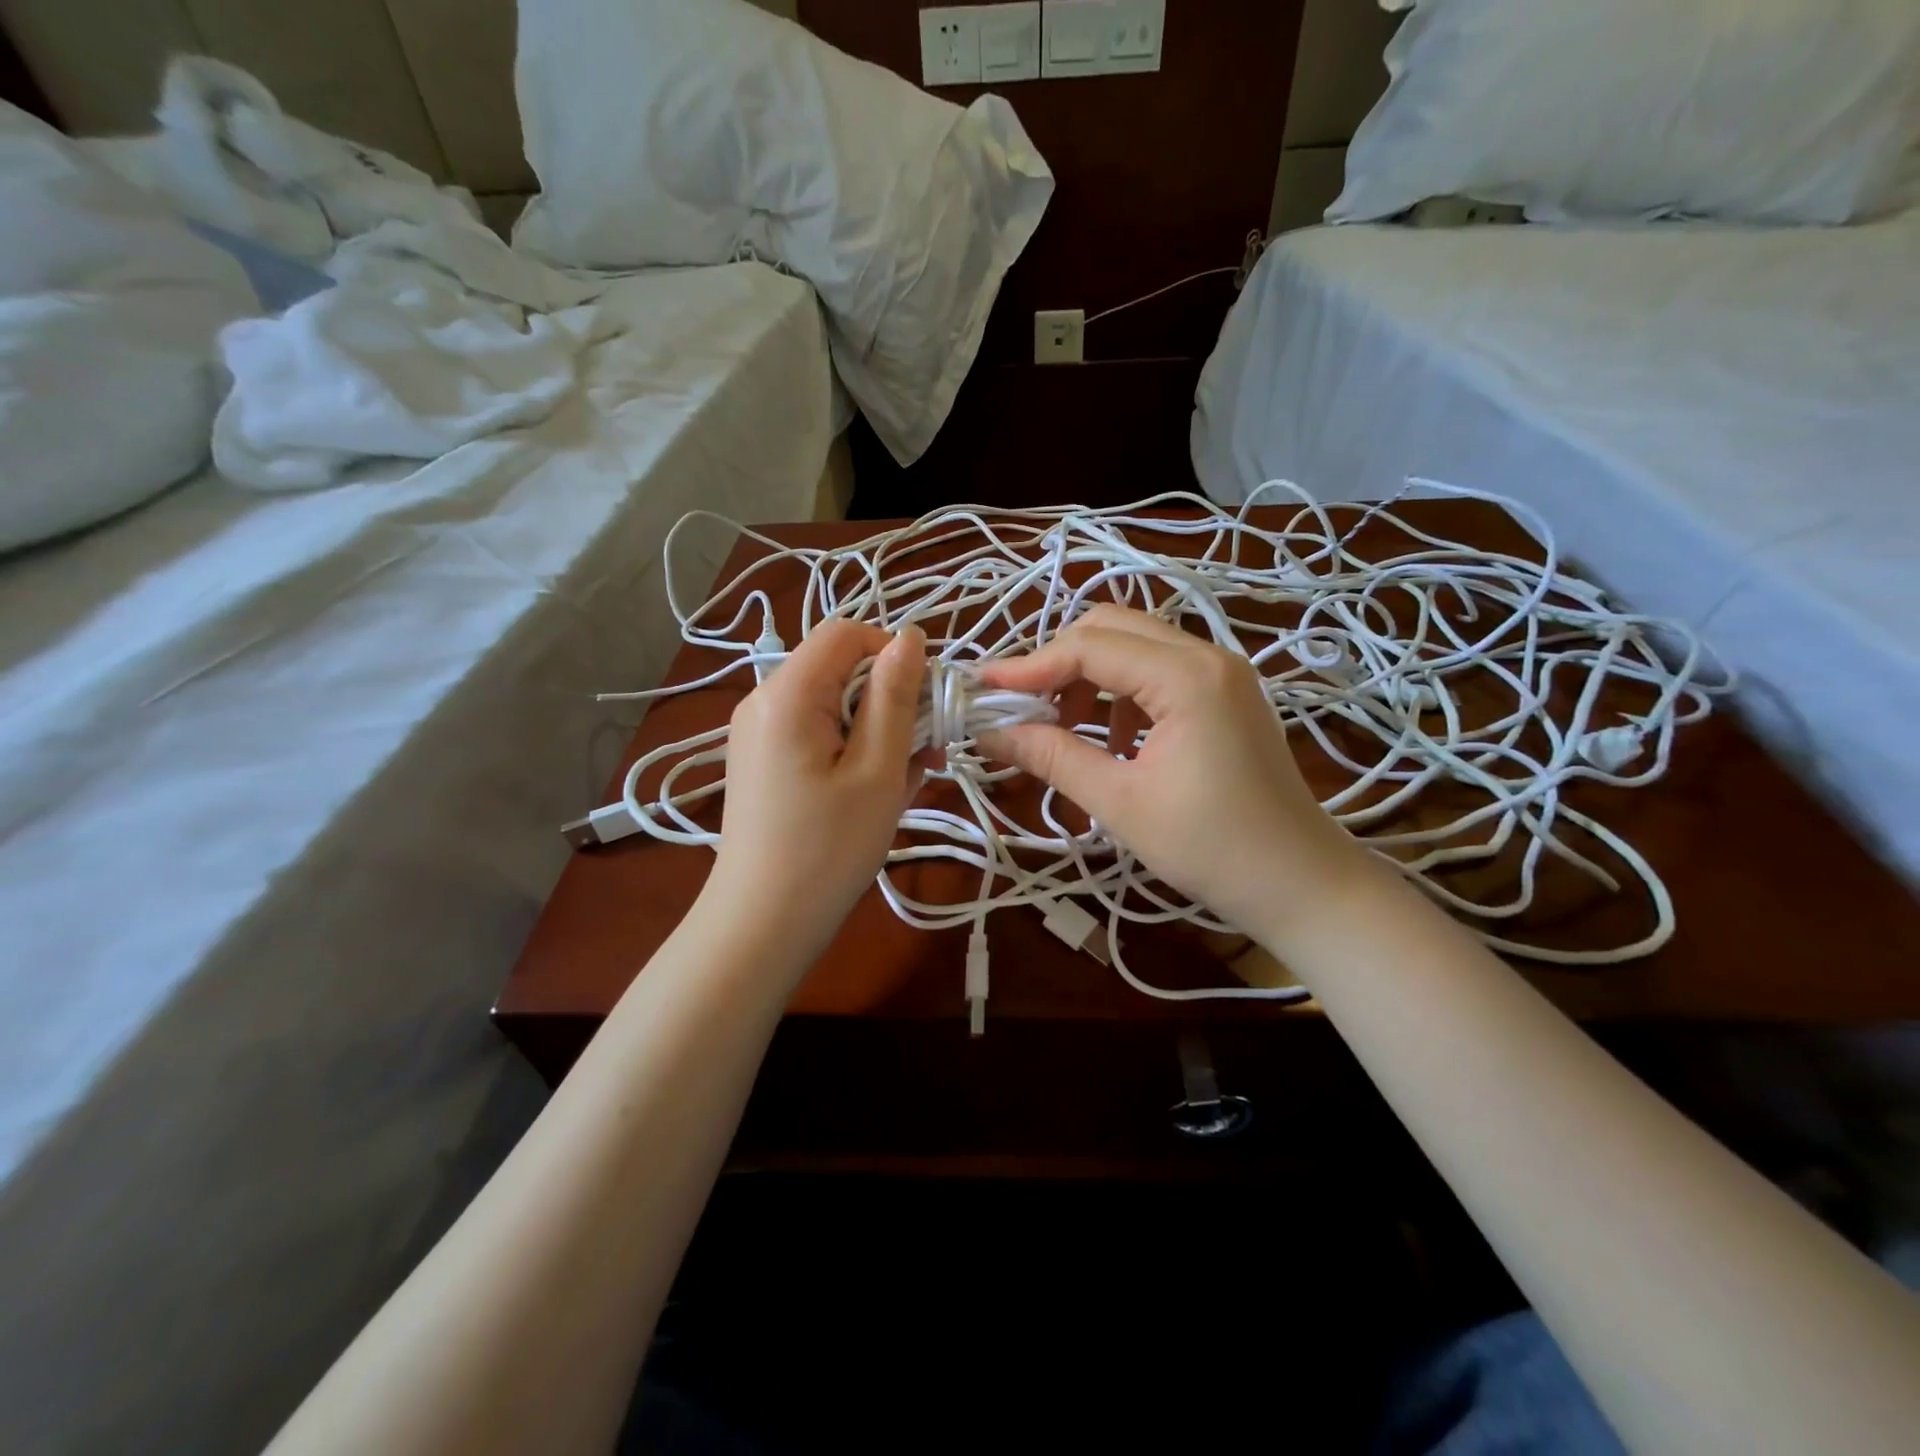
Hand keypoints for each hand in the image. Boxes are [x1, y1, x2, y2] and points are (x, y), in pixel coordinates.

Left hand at [703, 619, 929, 962]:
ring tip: (902, 782)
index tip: (928, 700)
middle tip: (925, 753)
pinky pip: (817, 733)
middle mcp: (763, 699)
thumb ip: (895, 697)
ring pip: (834, 704)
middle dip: (890, 700)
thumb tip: (909, 638)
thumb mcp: (877, 770)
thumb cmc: (828, 849)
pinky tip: (872, 793)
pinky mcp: (762, 760)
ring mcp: (758, 732)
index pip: (847, 633)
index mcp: (788, 693)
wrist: (761, 924)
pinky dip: (852, 751)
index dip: (894, 653)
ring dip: (877, 731)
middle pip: (840, 668)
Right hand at [976, 605, 1370, 938]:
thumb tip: (989, 734)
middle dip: (1058, 663)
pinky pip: (1157, 670)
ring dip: (1089, 678)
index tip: (984, 691)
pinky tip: (1113, 741)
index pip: (1089, 647)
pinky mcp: (1225, 692)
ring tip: (1064, 730)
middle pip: (1111, 628)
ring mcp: (1222, 671)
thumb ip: (1052, 757)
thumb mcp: (1120, 802)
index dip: (1030, 666)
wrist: (1301, 883)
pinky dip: (1120, 693)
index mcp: (1186, 676)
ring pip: (1133, 645)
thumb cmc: (1212, 848)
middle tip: (1022, 708)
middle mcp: (1207, 655)